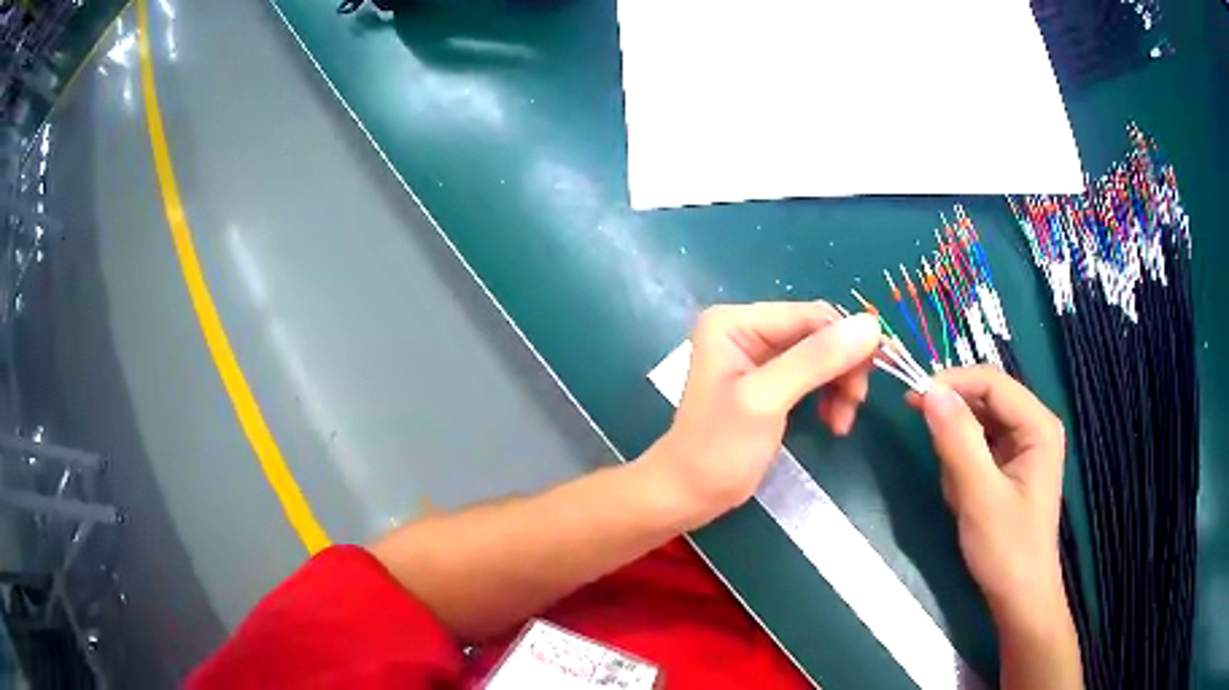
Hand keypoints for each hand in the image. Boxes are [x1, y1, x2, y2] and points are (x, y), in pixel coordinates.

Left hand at [646, 302, 879, 525]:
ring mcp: (758, 355)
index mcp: (736, 321)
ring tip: (842, 421)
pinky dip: (829, 395)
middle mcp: (747, 328)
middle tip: (855, 404)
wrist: (688, 494)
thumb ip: (816, 360)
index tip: (875, 374)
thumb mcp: (767, 400)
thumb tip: (871, 325)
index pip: (811, 316)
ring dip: (840, 384)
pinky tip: (833, 421)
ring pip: (821, 355)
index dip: (848, 339)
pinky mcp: (769, 381)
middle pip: (818, 333)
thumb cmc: (719, 448)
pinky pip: (813, 376)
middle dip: (844, 367)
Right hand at [909, 366, 1067, 630]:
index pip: (992, 382)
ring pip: (980, 422)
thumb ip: (957, 441)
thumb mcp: (979, 496)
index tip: (911, 398)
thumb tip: (930, 392)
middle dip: (955, 419)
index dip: (952, 382)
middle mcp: (1034, 425)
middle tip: (925, 441)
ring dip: (958, 446)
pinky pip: (980, 445)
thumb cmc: (1006, 549)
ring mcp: (1024, 446)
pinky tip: (962, 490)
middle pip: (987, 398)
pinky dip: (963, 461)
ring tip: (955, 486)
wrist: (1019, 597)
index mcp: (1038, 425)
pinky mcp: (1012, 465)